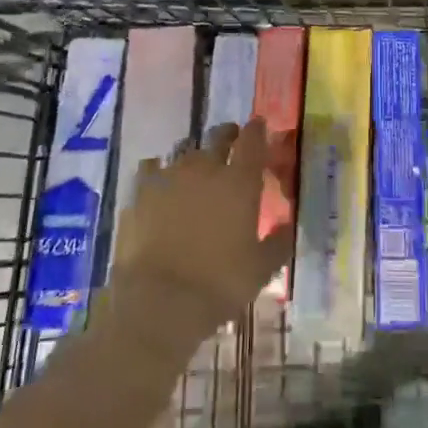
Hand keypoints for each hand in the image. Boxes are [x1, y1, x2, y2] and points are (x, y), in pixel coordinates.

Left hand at [111, 119, 294, 340]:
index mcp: (240, 181)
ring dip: (194, 156)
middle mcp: (206, 167)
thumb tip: (286, 226)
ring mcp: (170, 175)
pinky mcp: (140, 191)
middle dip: (227, 135)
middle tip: (231, 141)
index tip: (259, 127)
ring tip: (195, 169)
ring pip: (185, 150)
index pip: (252, 139)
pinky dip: (158, 171)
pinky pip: (151, 168)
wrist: (158, 301)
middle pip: (219, 136)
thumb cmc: (218, 284)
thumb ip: (278, 242)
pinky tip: (159, 183)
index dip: (257, 130)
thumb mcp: (261, 269)